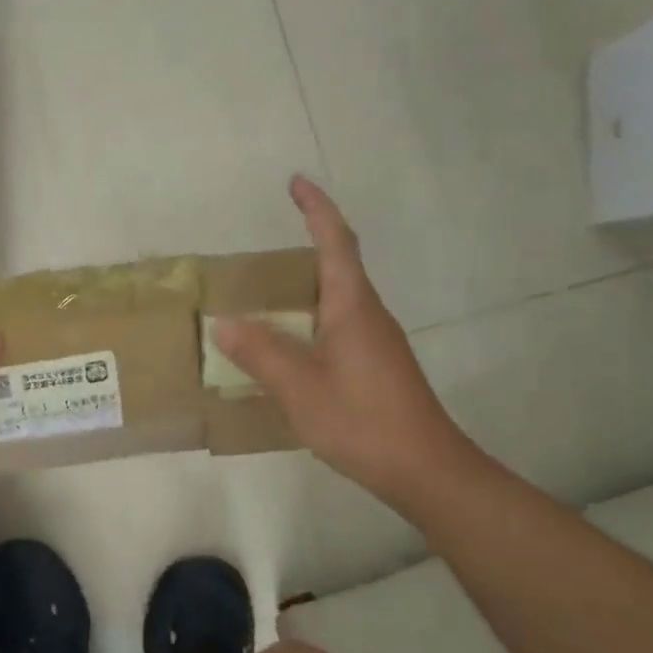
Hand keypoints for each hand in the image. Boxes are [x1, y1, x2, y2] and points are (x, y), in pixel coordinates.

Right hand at [214, 176, 482, 506]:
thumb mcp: (300, 387)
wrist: (427, 471)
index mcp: (352, 306)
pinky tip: (287, 348)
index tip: (296, 182)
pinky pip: (337, 326)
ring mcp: (376, 341)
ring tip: (262, 299)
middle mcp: (368, 315)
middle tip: (259, 256)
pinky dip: (308, 321)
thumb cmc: (363, 420)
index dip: (317, 209)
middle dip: (305, 247)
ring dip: (303, 290)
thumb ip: (261, 353)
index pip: (336, 242)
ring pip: (336, 300)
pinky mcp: (376, 366)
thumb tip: (225, 324)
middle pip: (337, 266)